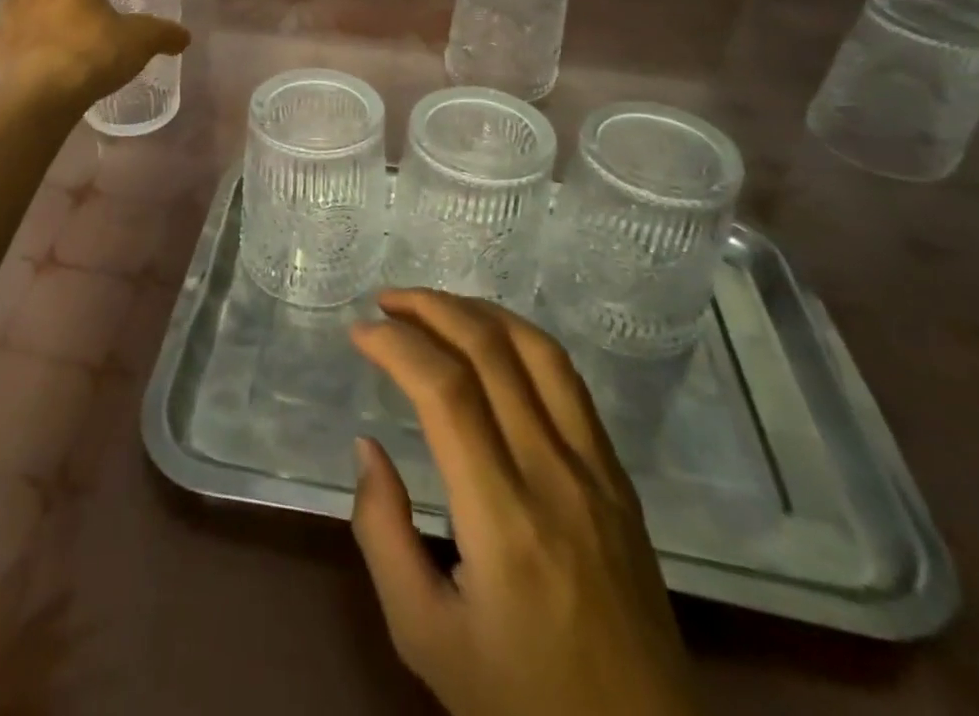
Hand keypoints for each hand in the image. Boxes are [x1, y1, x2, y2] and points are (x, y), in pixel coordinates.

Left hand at [0, 0, 190, 110]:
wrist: (41, 94)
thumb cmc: (94, 53)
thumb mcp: (139, 42)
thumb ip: (163, 34)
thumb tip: (184, 36)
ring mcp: (9, 12)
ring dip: (34, 3)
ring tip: (48, 18)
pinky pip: (6, 30)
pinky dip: (17, 33)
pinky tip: (27, 46)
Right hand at [350, 290, 698, 715]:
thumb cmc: (520, 699)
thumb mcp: (424, 636)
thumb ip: (382, 533)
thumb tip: (367, 444)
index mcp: (504, 519)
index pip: (446, 391)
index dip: (397, 345)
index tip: (360, 332)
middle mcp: (554, 476)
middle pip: (491, 351)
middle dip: (430, 308)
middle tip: (385, 302)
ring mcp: (596, 470)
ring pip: (538, 351)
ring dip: (477, 310)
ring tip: (431, 304)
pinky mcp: (618, 476)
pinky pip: (568, 381)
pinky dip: (521, 338)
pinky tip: (491, 338)